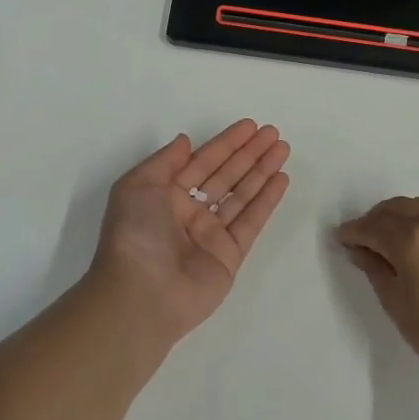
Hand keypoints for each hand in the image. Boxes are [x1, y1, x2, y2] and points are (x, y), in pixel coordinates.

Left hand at [90, 120, 291, 340]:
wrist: (142, 293)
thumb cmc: (135, 234)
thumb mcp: (137, 185)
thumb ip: (165, 160)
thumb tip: (185, 141)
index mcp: (164, 195)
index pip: (201, 162)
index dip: (225, 143)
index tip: (249, 126)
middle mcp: (188, 212)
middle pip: (225, 175)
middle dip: (248, 153)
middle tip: (273, 133)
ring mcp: (210, 235)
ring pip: (242, 195)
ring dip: (262, 171)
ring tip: (283, 148)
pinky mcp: (230, 255)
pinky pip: (251, 220)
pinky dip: (267, 200)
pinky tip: (281, 179)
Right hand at [336, 197, 418, 392]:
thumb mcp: (397, 304)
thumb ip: (375, 270)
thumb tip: (359, 250)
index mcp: (411, 239)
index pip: (372, 227)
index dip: (352, 232)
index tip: (339, 239)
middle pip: (396, 209)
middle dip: (374, 220)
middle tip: (361, 241)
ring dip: (399, 216)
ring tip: (389, 240)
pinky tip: (418, 245)